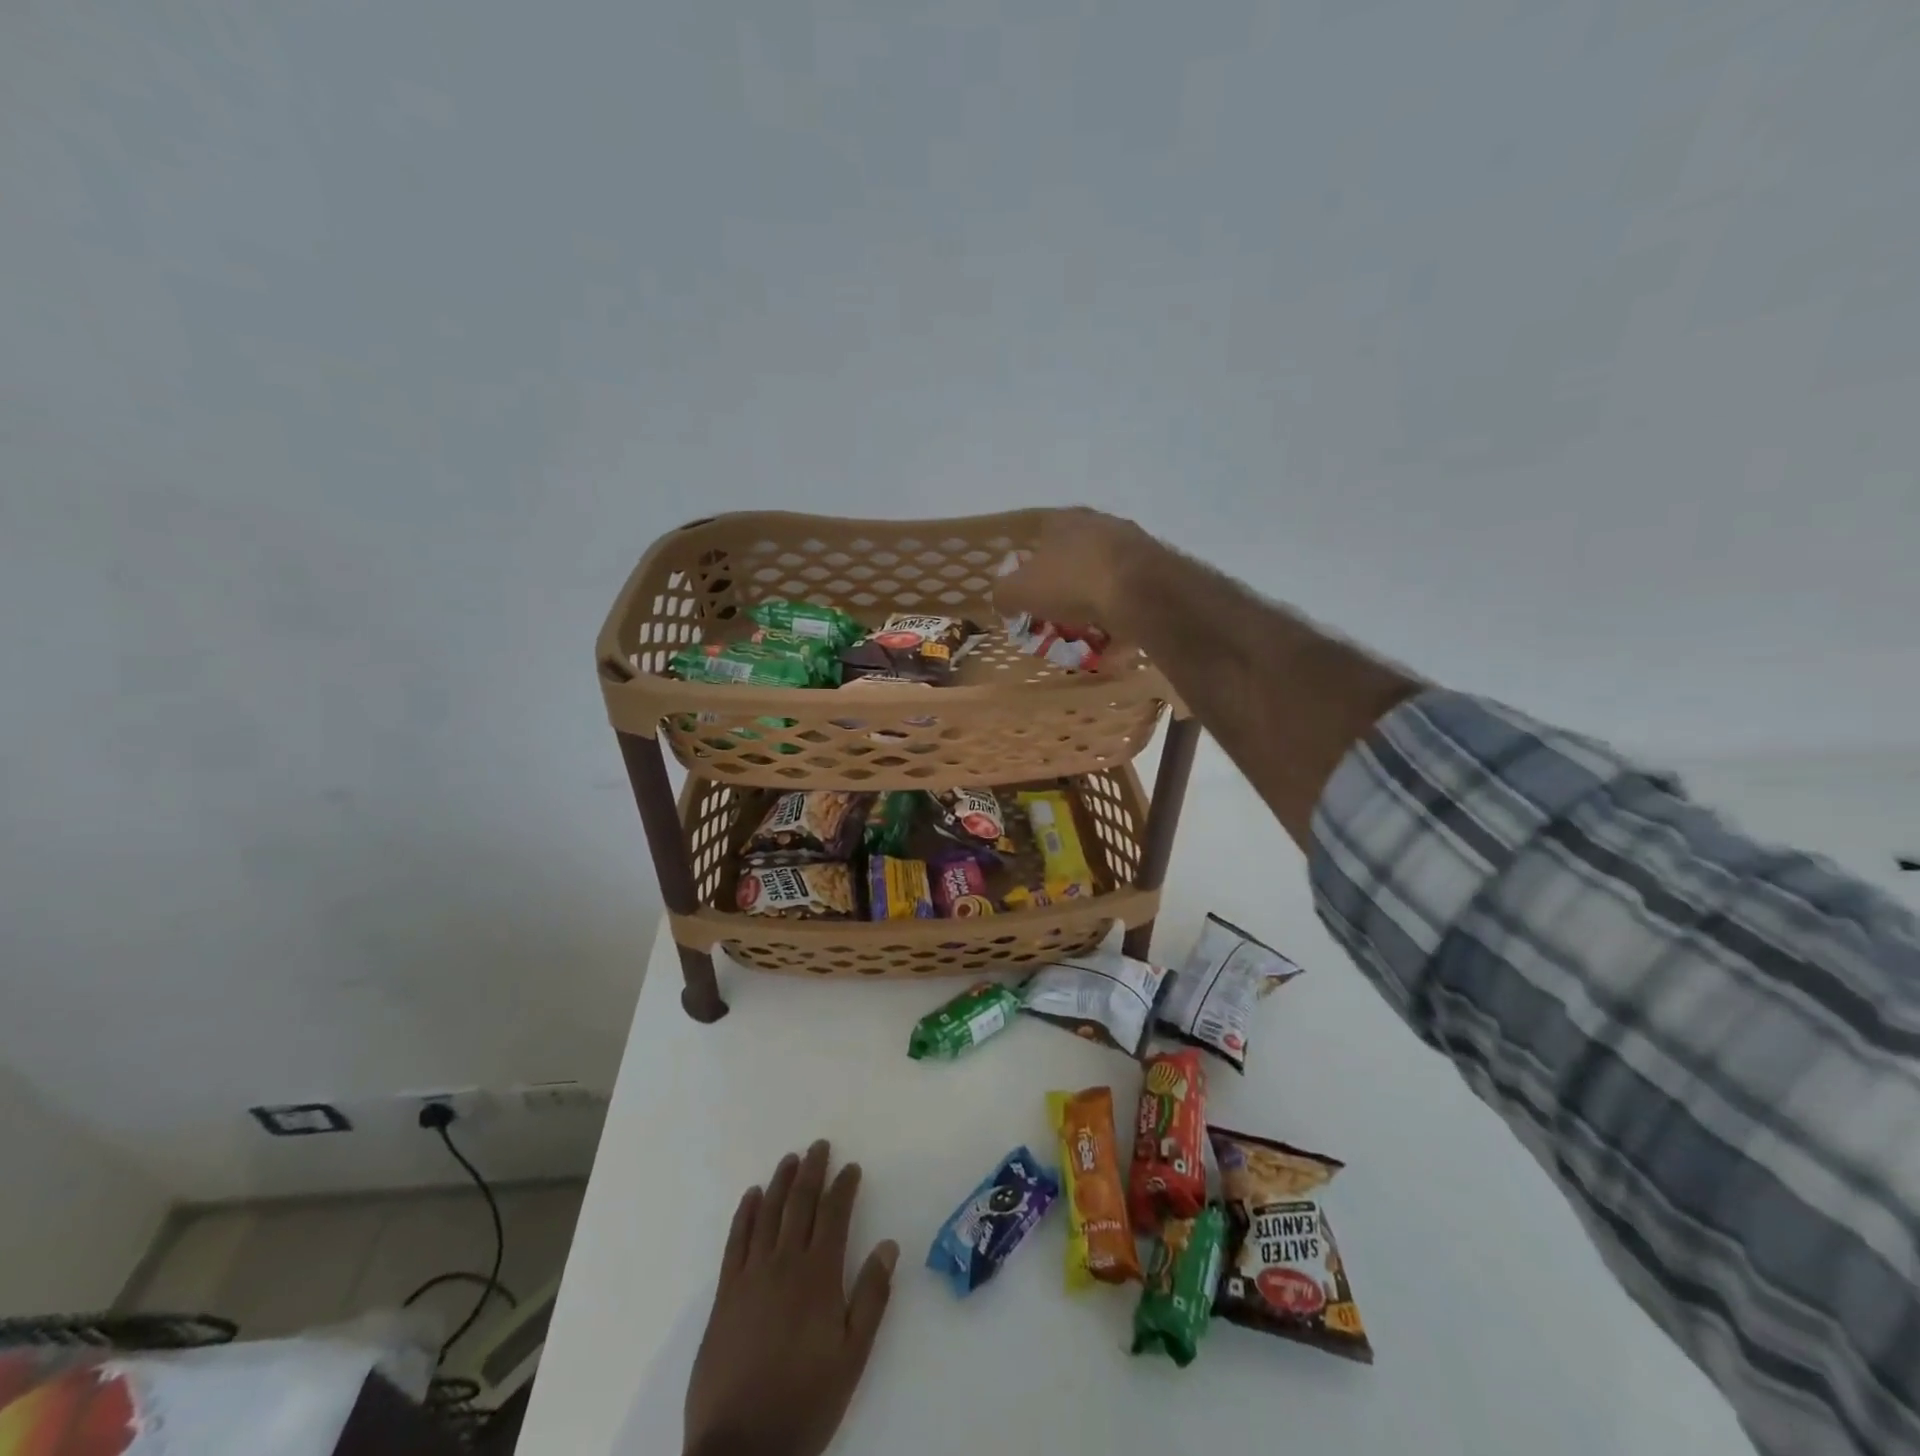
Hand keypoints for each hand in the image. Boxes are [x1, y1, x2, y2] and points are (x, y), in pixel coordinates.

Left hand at [684, 1141, 898, 1455]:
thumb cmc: (805, 1402)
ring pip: (768, 1213)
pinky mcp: (724, 1294)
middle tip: (819, 1146)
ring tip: (790, 1159)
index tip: (852, 1167)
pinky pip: (735, 1241)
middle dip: (812, 1171)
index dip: (844, 1187)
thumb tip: (889, 1245)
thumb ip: (871, 1297)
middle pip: (800, 1203)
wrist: (741, 1448)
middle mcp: (784, 1263)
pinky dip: (745, 1213)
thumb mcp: (852, 1356)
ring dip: (780, 1182)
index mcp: (819, 1276)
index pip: (835, 1215)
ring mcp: (751, 1276)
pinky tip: (751, 1196)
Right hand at [993, 507, 1148, 646]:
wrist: (1141, 591)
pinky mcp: (1156, 571)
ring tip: (1087, 637)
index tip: (1030, 595)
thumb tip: (1004, 602)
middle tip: (1057, 618)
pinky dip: (1120, 621)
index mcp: (1065, 520)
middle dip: (1065, 589)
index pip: (1041, 536)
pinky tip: (1113, 646)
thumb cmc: (1072, 582)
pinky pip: (1130, 599)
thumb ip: (1004, 594)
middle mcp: (1100, 524)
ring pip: (1104, 579)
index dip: (1031, 567)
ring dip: (1094, 606)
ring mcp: (1133, 545)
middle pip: (1075, 558)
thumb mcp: (1020, 591)